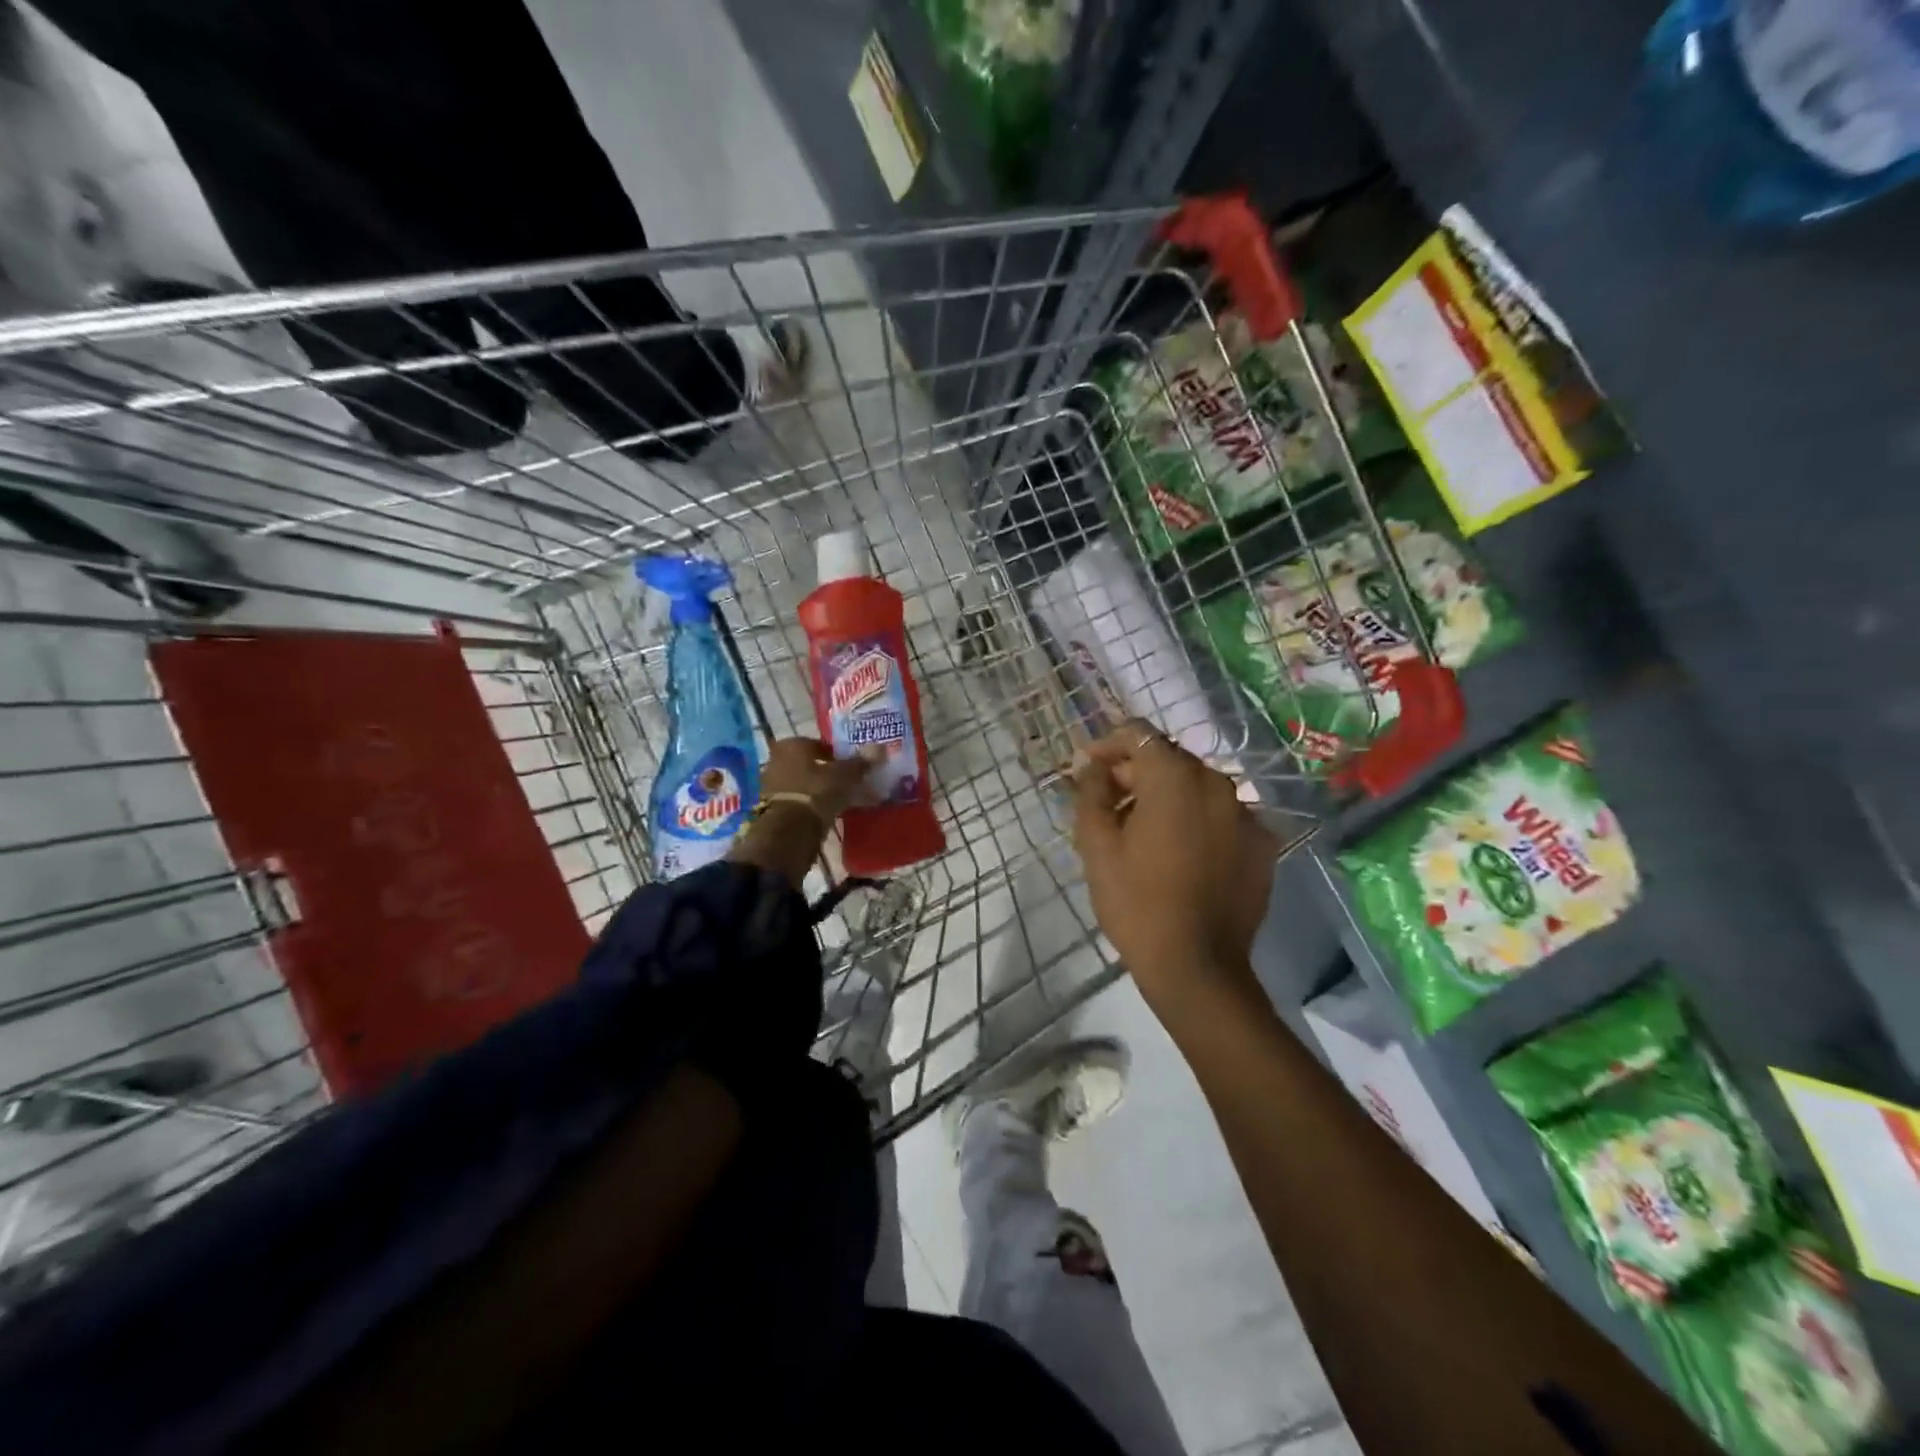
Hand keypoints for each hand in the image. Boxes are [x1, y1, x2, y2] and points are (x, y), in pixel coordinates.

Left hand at [758, 737, 881, 821]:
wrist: (788, 831)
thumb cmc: (816, 792)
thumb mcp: (844, 776)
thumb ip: (860, 763)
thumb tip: (880, 748)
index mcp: (792, 745)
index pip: (819, 744)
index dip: (837, 754)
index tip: (852, 766)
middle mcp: (777, 760)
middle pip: (809, 764)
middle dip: (827, 773)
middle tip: (847, 783)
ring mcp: (771, 785)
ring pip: (803, 783)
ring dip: (818, 790)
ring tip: (840, 801)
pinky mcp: (771, 808)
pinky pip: (797, 801)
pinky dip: (810, 805)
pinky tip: (826, 813)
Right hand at [1071, 721, 1278, 1017]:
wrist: (1197, 966)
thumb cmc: (1136, 902)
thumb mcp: (1097, 844)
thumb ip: (1090, 791)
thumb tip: (1089, 763)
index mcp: (1175, 777)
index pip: (1138, 733)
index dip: (1108, 745)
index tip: (1088, 771)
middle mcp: (1217, 783)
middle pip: (1169, 759)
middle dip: (1135, 773)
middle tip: (1108, 806)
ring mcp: (1246, 814)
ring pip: (1197, 787)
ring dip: (1166, 797)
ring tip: (1142, 833)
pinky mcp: (1262, 844)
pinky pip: (1221, 816)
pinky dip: (1197, 821)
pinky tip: (1180, 854)